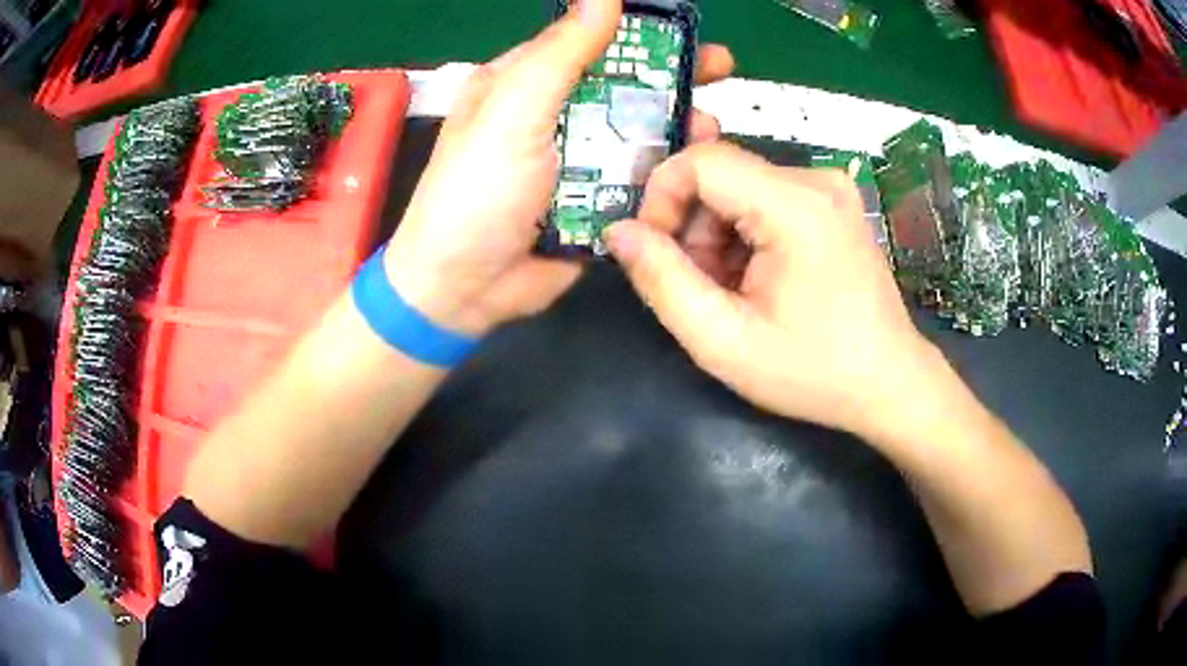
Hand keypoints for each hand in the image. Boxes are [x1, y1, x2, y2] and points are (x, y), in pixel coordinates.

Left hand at [384, 0, 734, 336]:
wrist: (464, 289)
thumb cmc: (475, 193)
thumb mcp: (512, 113)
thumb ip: (559, 55)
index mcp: (522, 84)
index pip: (586, 42)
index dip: (634, 33)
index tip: (682, 30)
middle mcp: (552, 116)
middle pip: (620, 84)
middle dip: (670, 77)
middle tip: (719, 69)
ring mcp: (575, 160)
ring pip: (637, 131)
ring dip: (676, 125)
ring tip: (709, 127)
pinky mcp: (594, 202)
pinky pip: (638, 178)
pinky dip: (667, 173)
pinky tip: (694, 171)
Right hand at [604, 142, 943, 436]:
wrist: (889, 383)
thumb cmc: (813, 371)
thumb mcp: (724, 341)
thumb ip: (662, 281)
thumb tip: (618, 231)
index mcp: (795, 204)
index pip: (700, 160)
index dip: (661, 198)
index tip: (656, 253)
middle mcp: (816, 179)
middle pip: (720, 175)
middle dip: (692, 228)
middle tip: (701, 288)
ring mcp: (830, 189)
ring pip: (739, 188)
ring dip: (718, 236)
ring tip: (733, 293)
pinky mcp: (833, 204)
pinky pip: (766, 199)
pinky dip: (746, 235)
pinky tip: (759, 280)